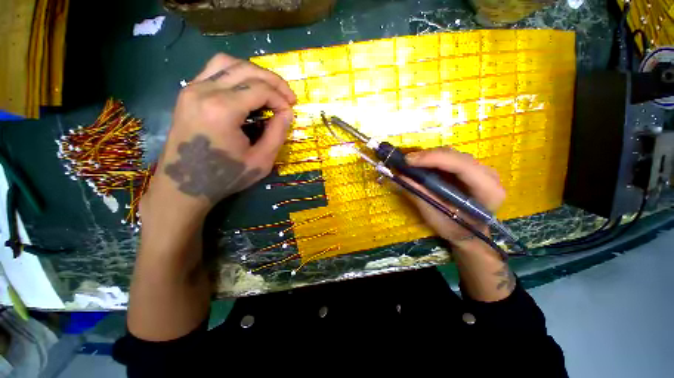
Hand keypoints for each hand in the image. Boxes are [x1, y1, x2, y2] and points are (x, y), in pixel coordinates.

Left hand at [141, 53, 296, 221]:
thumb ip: (278, 134)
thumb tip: (287, 113)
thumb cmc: (226, 177)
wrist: (185, 186)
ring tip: (270, 90)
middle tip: (288, 98)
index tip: (290, 114)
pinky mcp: (188, 93)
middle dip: (273, 81)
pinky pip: (215, 71)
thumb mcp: (261, 161)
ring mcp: (192, 89)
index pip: (261, 89)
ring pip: (229, 63)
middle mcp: (204, 91)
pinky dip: (236, 74)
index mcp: (222, 110)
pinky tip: (247, 90)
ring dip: (254, 73)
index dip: (281, 99)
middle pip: (246, 70)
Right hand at [405, 147, 505, 247]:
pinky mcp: (471, 169)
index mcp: (488, 190)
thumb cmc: (455, 229)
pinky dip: (433, 160)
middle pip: (456, 156)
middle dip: (428, 156)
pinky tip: (421, 165)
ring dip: (429, 157)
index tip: (408, 161)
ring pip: (452, 154)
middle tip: (406, 162)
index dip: (434, 159)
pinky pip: (450, 158)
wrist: (469, 233)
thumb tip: (400, 176)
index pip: (462, 165)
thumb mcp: (436, 216)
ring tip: (411, 164)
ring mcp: (480, 170)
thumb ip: (420, 195)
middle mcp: (488, 175)